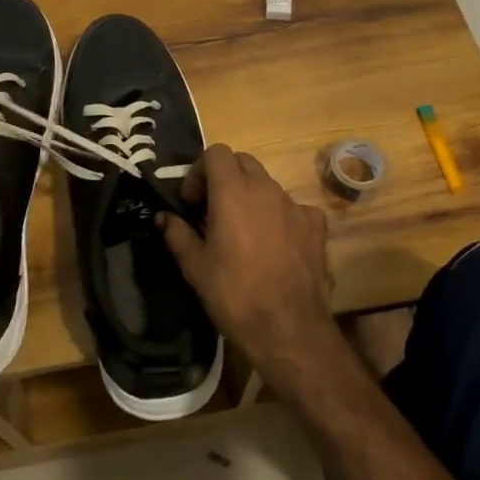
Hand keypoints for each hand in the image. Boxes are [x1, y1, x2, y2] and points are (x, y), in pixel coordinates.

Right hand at [159, 144, 339, 383]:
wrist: (289, 327)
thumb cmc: (235, 294)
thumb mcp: (195, 267)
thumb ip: (177, 234)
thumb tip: (164, 217)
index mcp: (233, 191)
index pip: (215, 152)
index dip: (199, 171)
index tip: (192, 202)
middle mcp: (266, 188)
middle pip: (242, 162)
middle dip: (224, 178)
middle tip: (212, 210)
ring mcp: (294, 204)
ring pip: (268, 184)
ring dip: (250, 196)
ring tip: (242, 231)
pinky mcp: (315, 225)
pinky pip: (294, 207)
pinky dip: (280, 215)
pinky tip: (276, 242)